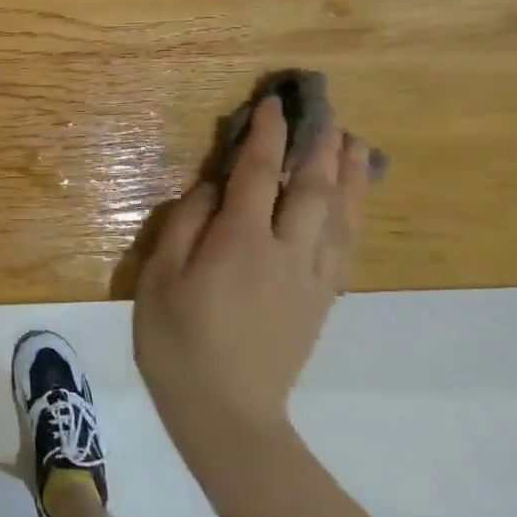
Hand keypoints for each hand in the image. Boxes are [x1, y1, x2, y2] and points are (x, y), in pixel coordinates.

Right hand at [134, 97, 371, 456]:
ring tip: (357, 145)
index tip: (273, 104)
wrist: (227, 413)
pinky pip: (346, 247)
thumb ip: (186, 224)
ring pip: (340, 215)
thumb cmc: (177, 341)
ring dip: (349, 176)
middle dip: (320, 145)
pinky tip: (353, 203)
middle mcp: (284, 250)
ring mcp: (310, 277)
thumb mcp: (159, 278)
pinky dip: (354, 216)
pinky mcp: (322, 299)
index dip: (267, 135)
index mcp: (239, 241)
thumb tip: (213, 187)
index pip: (257, 173)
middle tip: (327, 112)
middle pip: (312, 188)